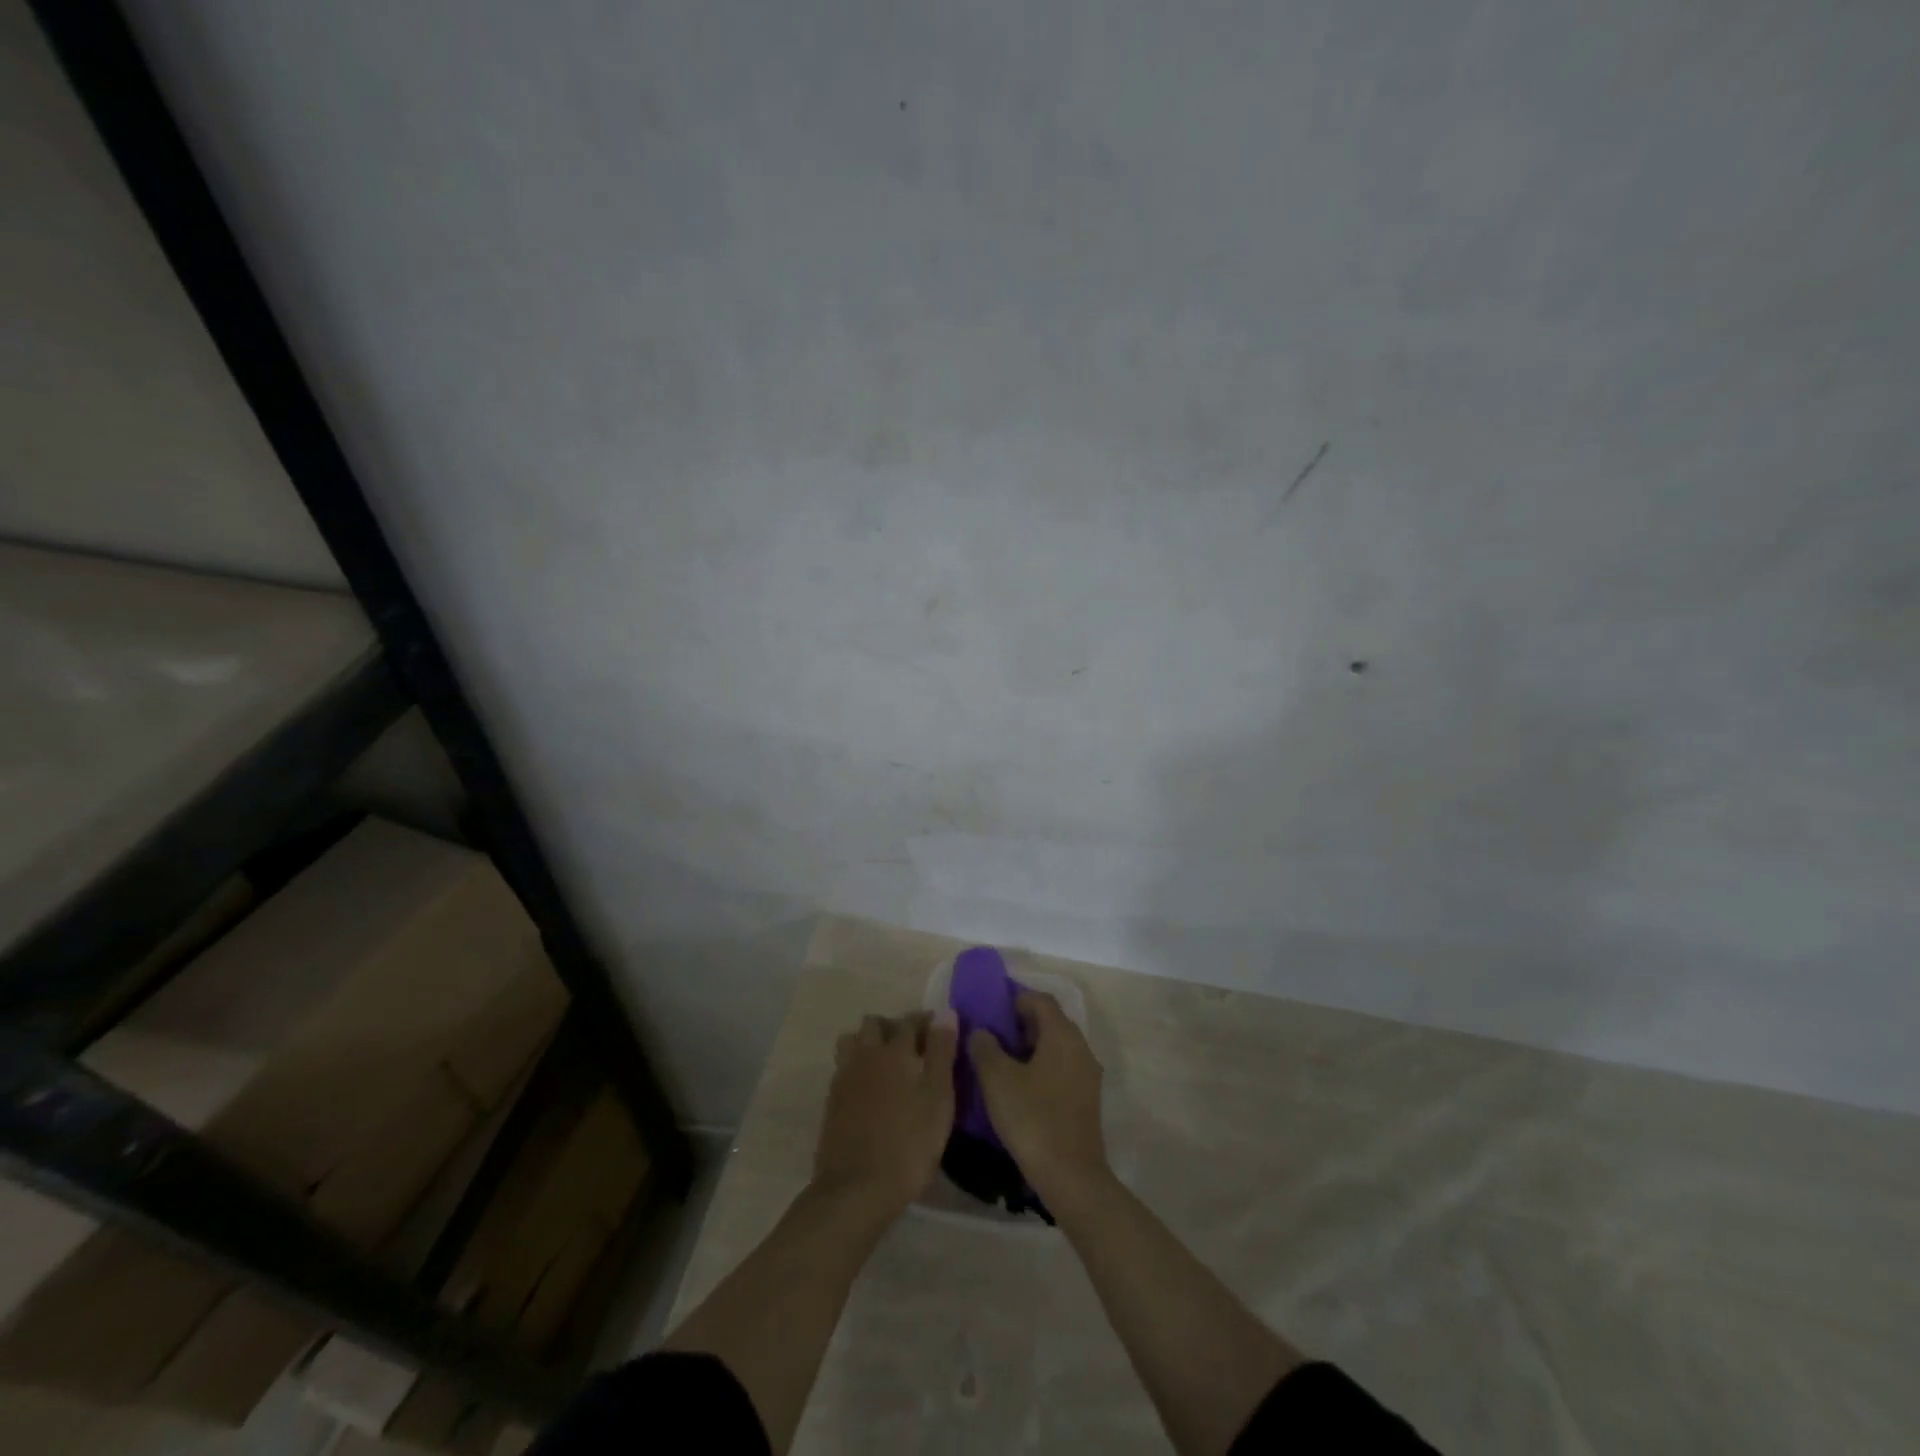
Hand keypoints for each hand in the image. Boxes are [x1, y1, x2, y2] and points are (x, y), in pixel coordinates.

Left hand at [813, 1011, 958, 1218]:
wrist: (856, 1187)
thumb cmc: (909, 1143)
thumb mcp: (939, 1098)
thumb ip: (942, 1053)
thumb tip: (946, 1012)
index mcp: (896, 1051)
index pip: (911, 1021)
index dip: (926, 1022)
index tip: (939, 1031)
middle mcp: (867, 1054)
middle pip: (875, 1024)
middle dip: (894, 1027)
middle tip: (912, 1047)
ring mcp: (845, 1076)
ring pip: (854, 1041)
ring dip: (869, 1042)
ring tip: (886, 1063)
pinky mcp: (832, 1100)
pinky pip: (844, 1066)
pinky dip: (857, 1065)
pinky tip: (869, 1087)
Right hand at [969, 991, 1108, 1203]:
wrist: (1071, 1177)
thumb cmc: (1033, 1119)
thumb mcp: (997, 1080)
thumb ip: (985, 1047)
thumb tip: (981, 1032)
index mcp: (1062, 1034)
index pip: (1039, 1000)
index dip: (1013, 998)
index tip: (989, 1009)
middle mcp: (1080, 1047)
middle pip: (1050, 1021)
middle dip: (1020, 1023)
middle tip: (990, 1035)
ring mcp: (1087, 1074)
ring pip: (1056, 1047)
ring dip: (1029, 1047)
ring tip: (1000, 1062)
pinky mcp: (1086, 1099)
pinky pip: (1061, 1068)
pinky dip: (1040, 1067)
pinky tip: (1019, 1088)